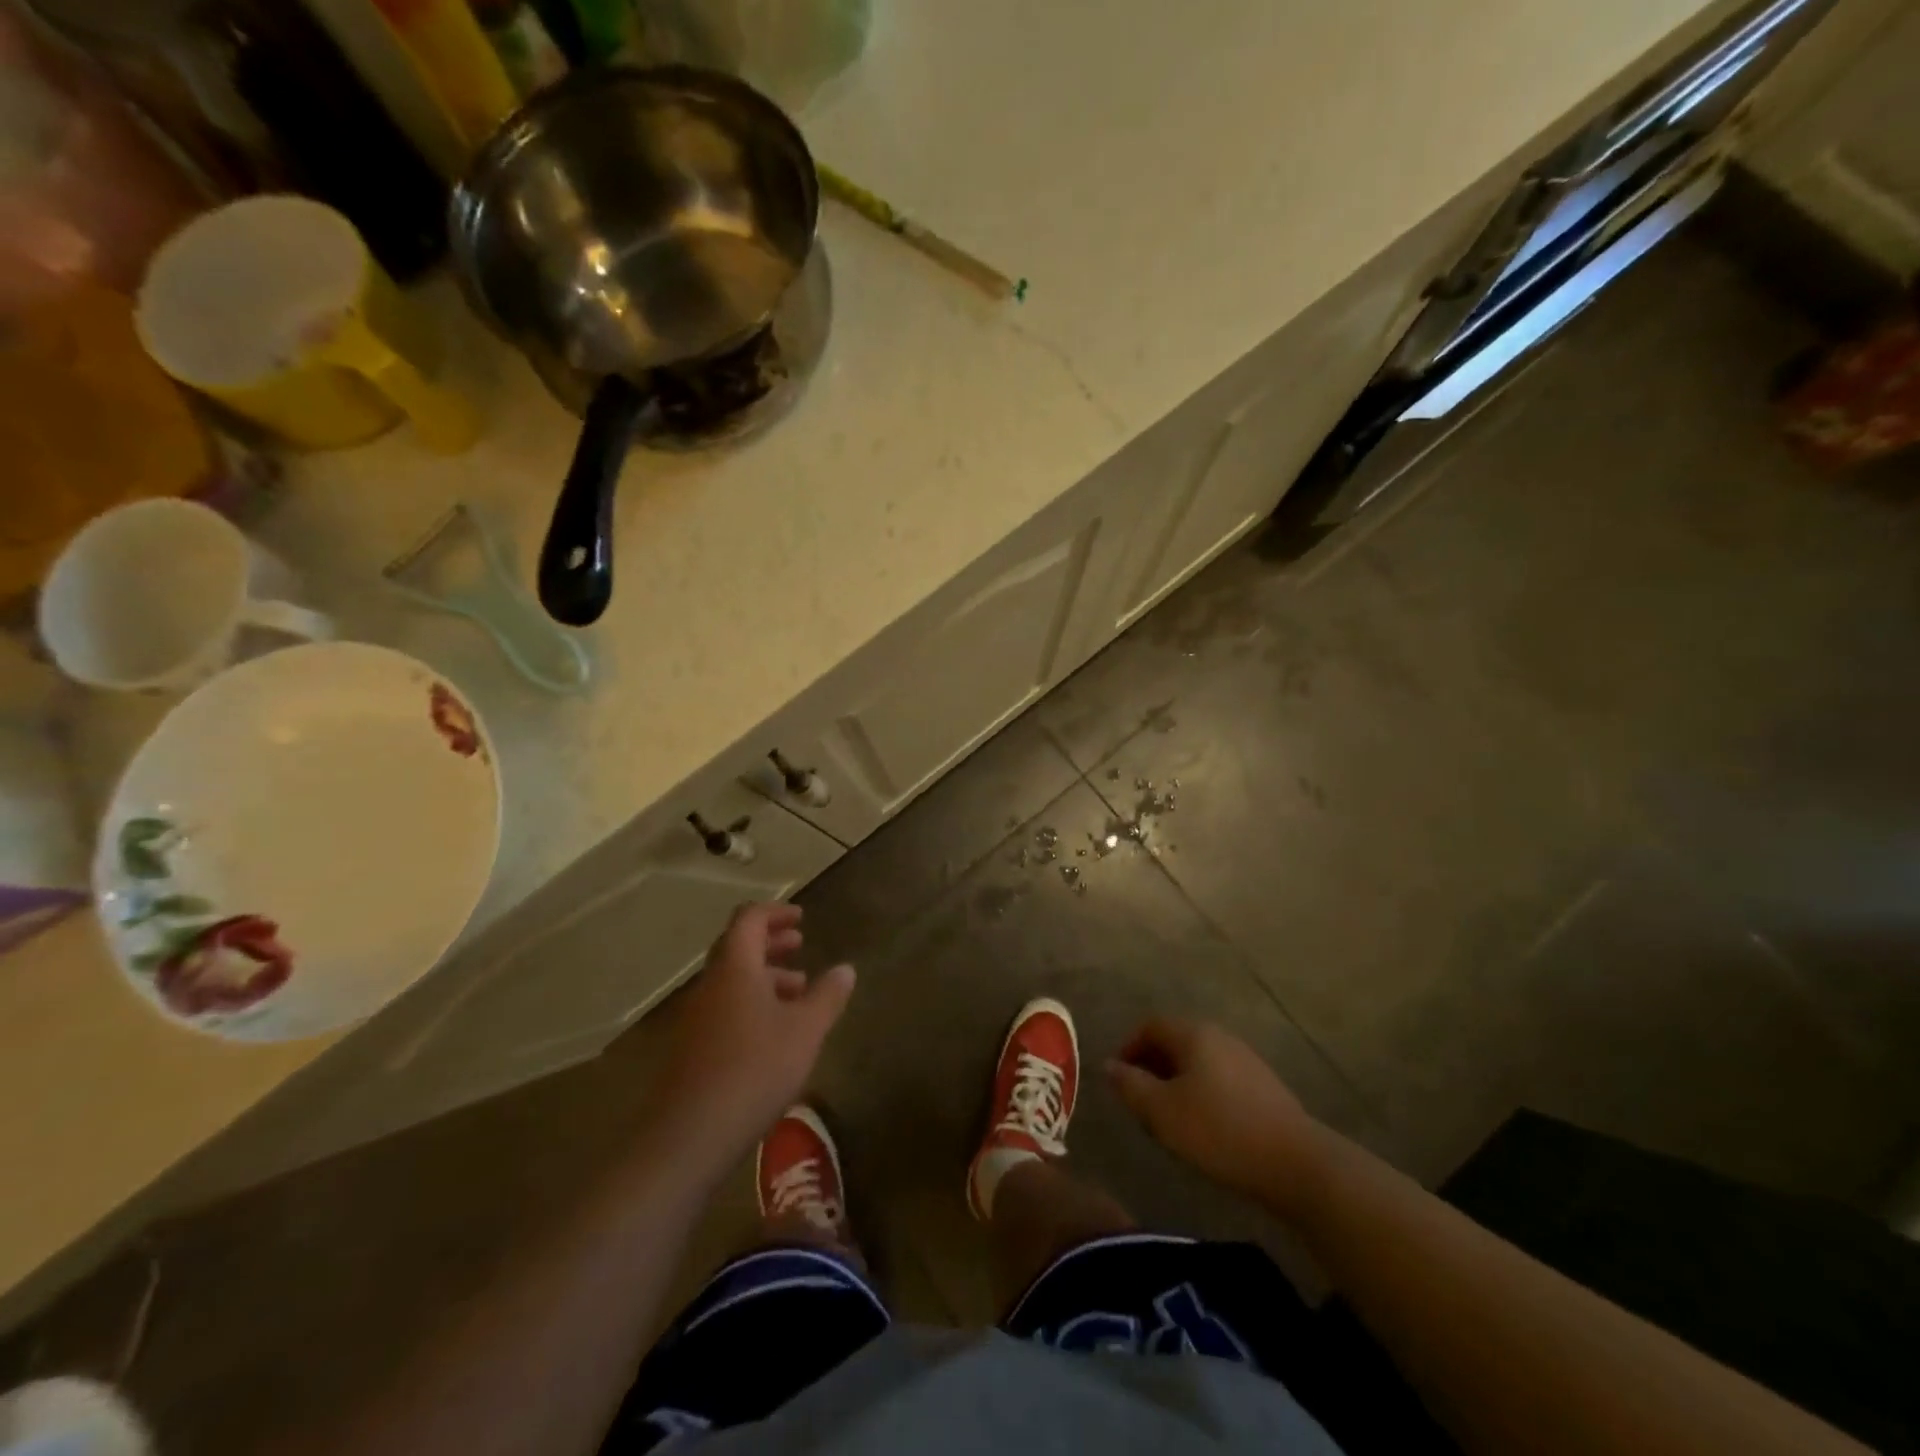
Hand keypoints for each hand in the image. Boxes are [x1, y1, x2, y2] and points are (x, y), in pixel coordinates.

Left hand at [655, 903, 854, 1164]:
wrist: (689, 1136)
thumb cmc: (754, 1070)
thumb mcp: (805, 1031)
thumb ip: (827, 996)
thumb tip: (846, 969)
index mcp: (735, 967)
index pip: (749, 919)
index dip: (775, 912)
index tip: (801, 918)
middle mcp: (710, 983)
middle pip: (737, 947)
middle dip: (770, 942)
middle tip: (800, 945)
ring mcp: (696, 1016)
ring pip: (732, 980)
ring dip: (764, 975)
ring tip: (797, 990)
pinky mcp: (692, 1047)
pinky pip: (724, 1007)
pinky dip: (751, 1002)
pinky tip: (773, 1031)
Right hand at [1107, 1018, 1326, 1215]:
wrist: (1297, 1163)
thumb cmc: (1219, 1131)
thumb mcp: (1162, 1112)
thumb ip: (1130, 1086)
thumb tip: (1109, 1065)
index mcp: (1194, 1034)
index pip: (1150, 1026)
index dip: (1128, 1047)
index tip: (1119, 1080)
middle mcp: (1220, 1036)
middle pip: (1175, 1041)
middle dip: (1151, 1066)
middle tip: (1140, 1101)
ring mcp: (1246, 1059)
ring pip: (1198, 1061)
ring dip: (1176, 1081)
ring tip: (1168, 1117)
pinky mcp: (1263, 1086)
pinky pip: (1219, 1078)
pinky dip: (1201, 1092)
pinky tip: (1203, 1126)